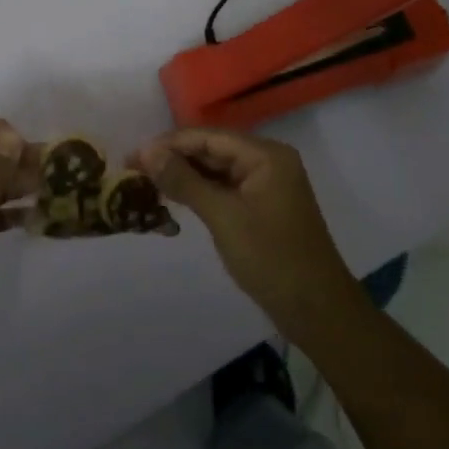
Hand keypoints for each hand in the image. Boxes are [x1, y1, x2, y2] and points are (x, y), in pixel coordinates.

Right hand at [134, 128, 369, 343]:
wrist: (317, 311)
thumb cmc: (272, 258)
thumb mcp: (223, 217)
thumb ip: (184, 180)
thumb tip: (147, 150)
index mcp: (265, 155)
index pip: (208, 137)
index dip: (168, 144)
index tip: (131, 155)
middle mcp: (267, 161)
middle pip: (211, 150)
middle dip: (173, 158)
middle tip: (132, 170)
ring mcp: (266, 184)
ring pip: (216, 170)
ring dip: (183, 175)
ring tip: (145, 183)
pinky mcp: (261, 206)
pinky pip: (224, 188)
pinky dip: (199, 192)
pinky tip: (173, 199)